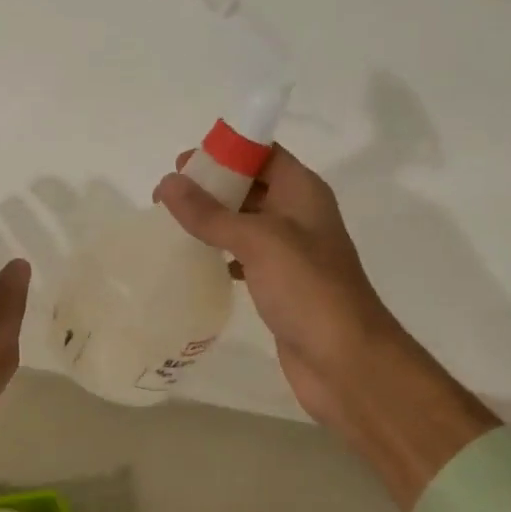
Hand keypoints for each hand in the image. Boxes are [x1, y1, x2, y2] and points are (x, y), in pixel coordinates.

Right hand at [154, 145, 494, 510]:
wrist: (345, 360)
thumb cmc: (308, 289)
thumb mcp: (258, 241)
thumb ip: (211, 214)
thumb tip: (168, 183)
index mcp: (303, 192)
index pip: (262, 153)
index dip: (224, 151)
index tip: (181, 162)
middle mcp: (299, 216)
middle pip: (251, 186)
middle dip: (211, 187)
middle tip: (165, 198)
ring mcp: (291, 254)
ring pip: (245, 224)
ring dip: (212, 221)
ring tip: (170, 226)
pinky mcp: (280, 286)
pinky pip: (245, 258)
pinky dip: (220, 255)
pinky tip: (195, 263)